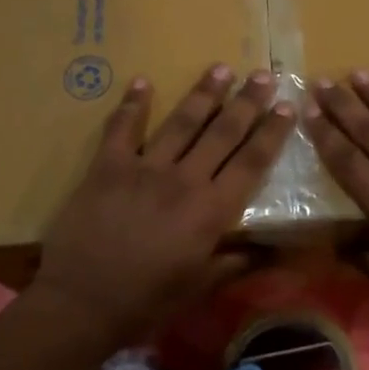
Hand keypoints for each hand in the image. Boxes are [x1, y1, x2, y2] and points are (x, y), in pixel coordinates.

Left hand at [34, 65, 294, 342]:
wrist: (81, 302)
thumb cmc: (146, 301)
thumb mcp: (200, 287)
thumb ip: (237, 262)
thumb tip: (275, 250)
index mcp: (211, 210)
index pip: (251, 162)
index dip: (271, 133)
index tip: (287, 106)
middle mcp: (184, 180)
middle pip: (222, 133)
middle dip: (246, 102)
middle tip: (262, 74)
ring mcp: (144, 168)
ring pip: (181, 122)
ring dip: (203, 93)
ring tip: (220, 68)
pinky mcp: (107, 167)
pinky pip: (122, 128)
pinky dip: (132, 104)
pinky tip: (141, 81)